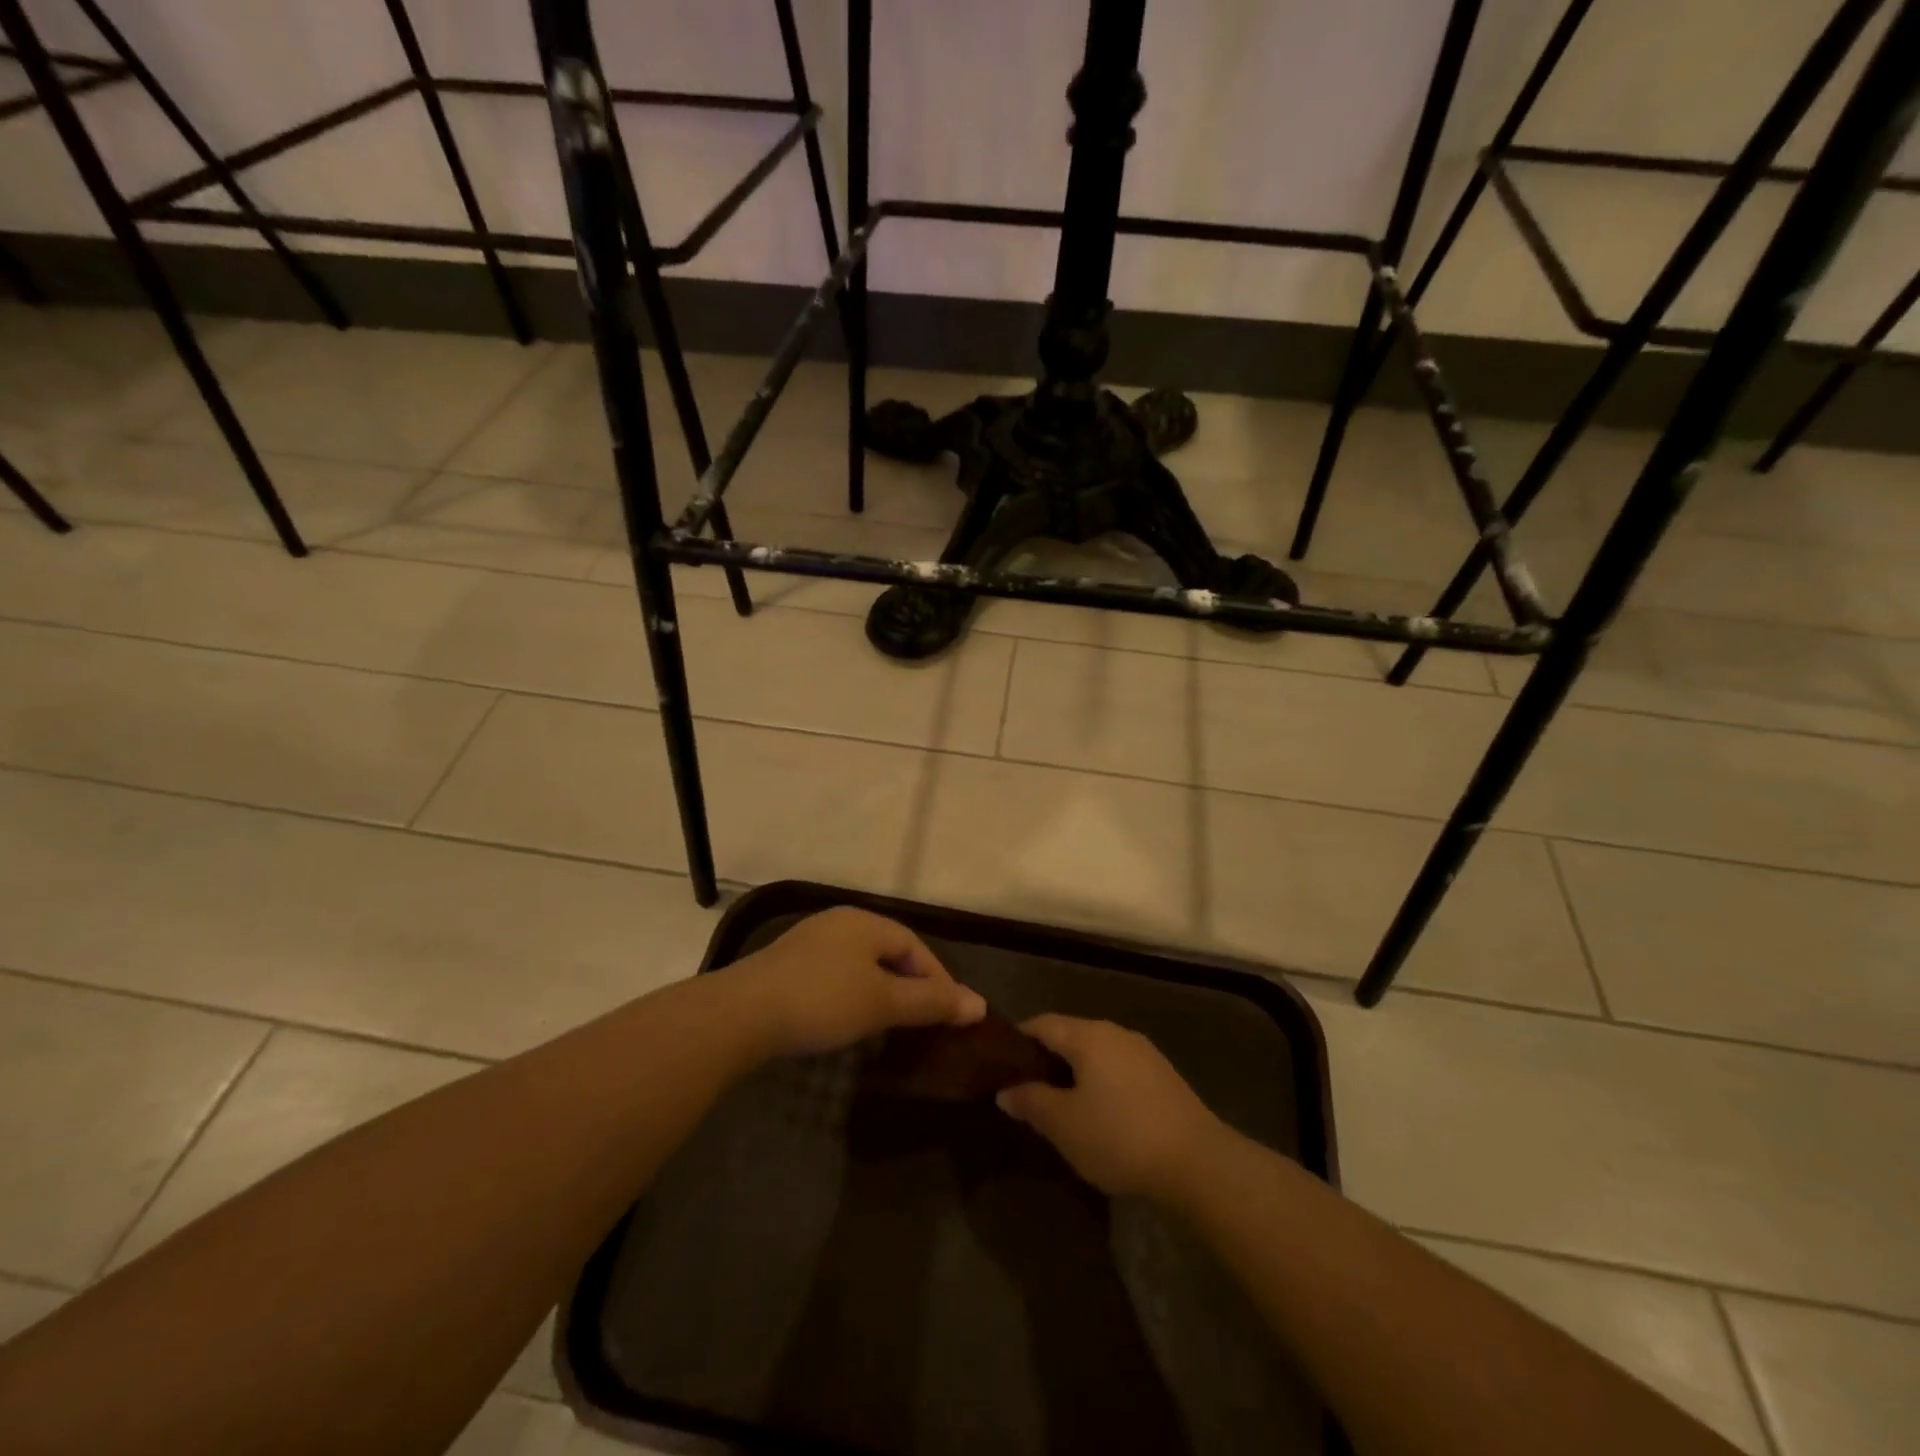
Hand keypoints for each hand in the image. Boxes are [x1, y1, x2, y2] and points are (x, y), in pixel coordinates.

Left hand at [730, 906, 986, 1059]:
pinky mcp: (787, 965)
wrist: (740, 1015)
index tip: (951, 1015)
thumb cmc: (822, 1001)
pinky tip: (848, 1021)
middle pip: (889, 952)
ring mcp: (810, 942)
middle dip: (911, 986)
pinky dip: (853, 996)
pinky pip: (836, 975)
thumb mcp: (883, 1003)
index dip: (938, 980)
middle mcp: (839, 922)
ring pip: (861, 965)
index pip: (915, 946)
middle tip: (924, 1022)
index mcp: (865, 922)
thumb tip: (978, 1004)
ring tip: (891, 1026)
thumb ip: (930, 1002)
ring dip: (882, 992)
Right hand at [996, 1015, 1223, 1200]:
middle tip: (1026, 1092)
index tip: (1000, 1067)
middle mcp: (1115, 1032)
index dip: (1017, 1041)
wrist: (1198, 1163)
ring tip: (1061, 1106)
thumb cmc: (1120, 1137)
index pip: (1041, 1024)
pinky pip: (1118, 1069)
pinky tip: (1100, 1115)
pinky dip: (1101, 1083)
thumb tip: (1005, 1090)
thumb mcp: (1064, 1125)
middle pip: (1069, 1035)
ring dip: (1075, 1073)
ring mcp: (1143, 1052)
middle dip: (1046, 1059)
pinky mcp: (1163, 1076)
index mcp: (1087, 1035)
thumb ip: (1031, 1102)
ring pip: (1096, 1053)